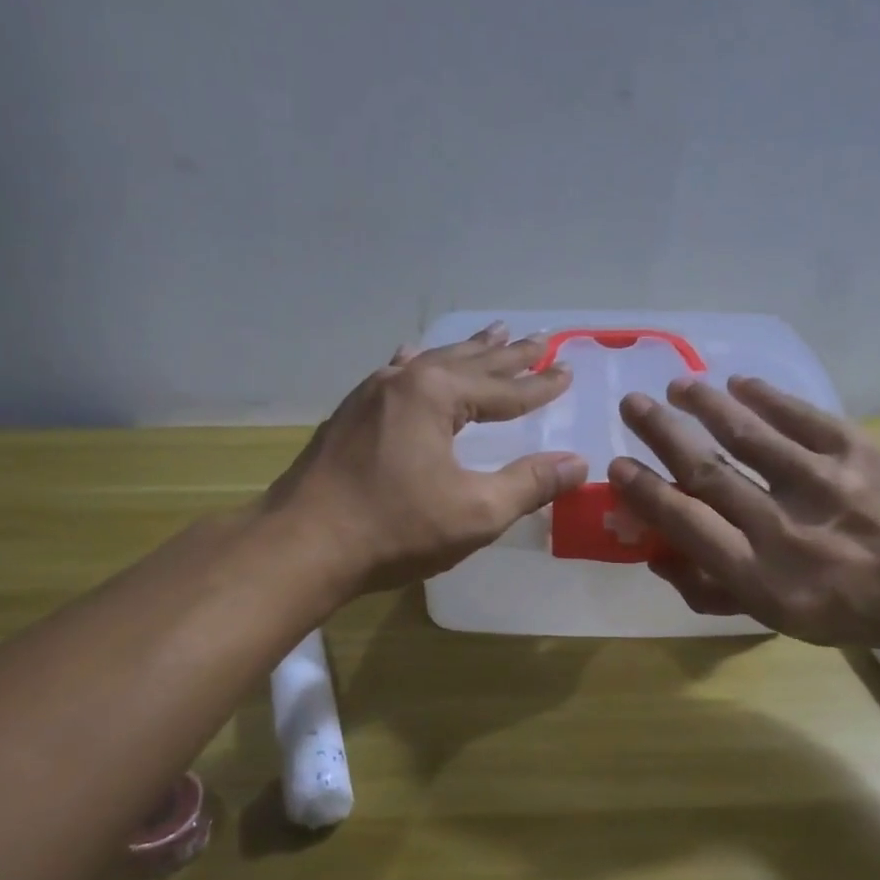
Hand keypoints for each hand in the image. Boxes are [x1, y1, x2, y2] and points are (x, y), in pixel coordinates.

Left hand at [265, 322, 588, 593]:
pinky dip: (417, 364)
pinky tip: (412, 355)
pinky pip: (396, 375)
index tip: (567, 371)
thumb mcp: (475, 511)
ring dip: (467, 353)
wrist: (301, 546)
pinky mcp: (349, 415)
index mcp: (435, 395)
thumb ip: (529, 483)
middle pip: (469, 363)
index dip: (540, 385)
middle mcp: (402, 381)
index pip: (503, 388)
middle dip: (507, 355)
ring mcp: (370, 394)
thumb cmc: (394, 529)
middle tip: (539, 339)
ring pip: (431, 364)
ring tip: (493, 333)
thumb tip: (578, 463)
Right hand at [608, 376, 879, 648]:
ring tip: (676, 385)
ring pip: (747, 434)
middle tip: (632, 404)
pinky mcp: (856, 451)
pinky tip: (736, 383)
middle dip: (661, 433)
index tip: (618, 465)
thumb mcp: (777, 619)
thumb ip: (711, 590)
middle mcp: (786, 530)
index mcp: (764, 580)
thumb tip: (654, 551)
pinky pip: (799, 415)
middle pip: (708, 472)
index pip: (687, 525)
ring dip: (703, 403)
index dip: (645, 492)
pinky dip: (764, 396)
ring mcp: (824, 484)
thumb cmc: (850, 609)